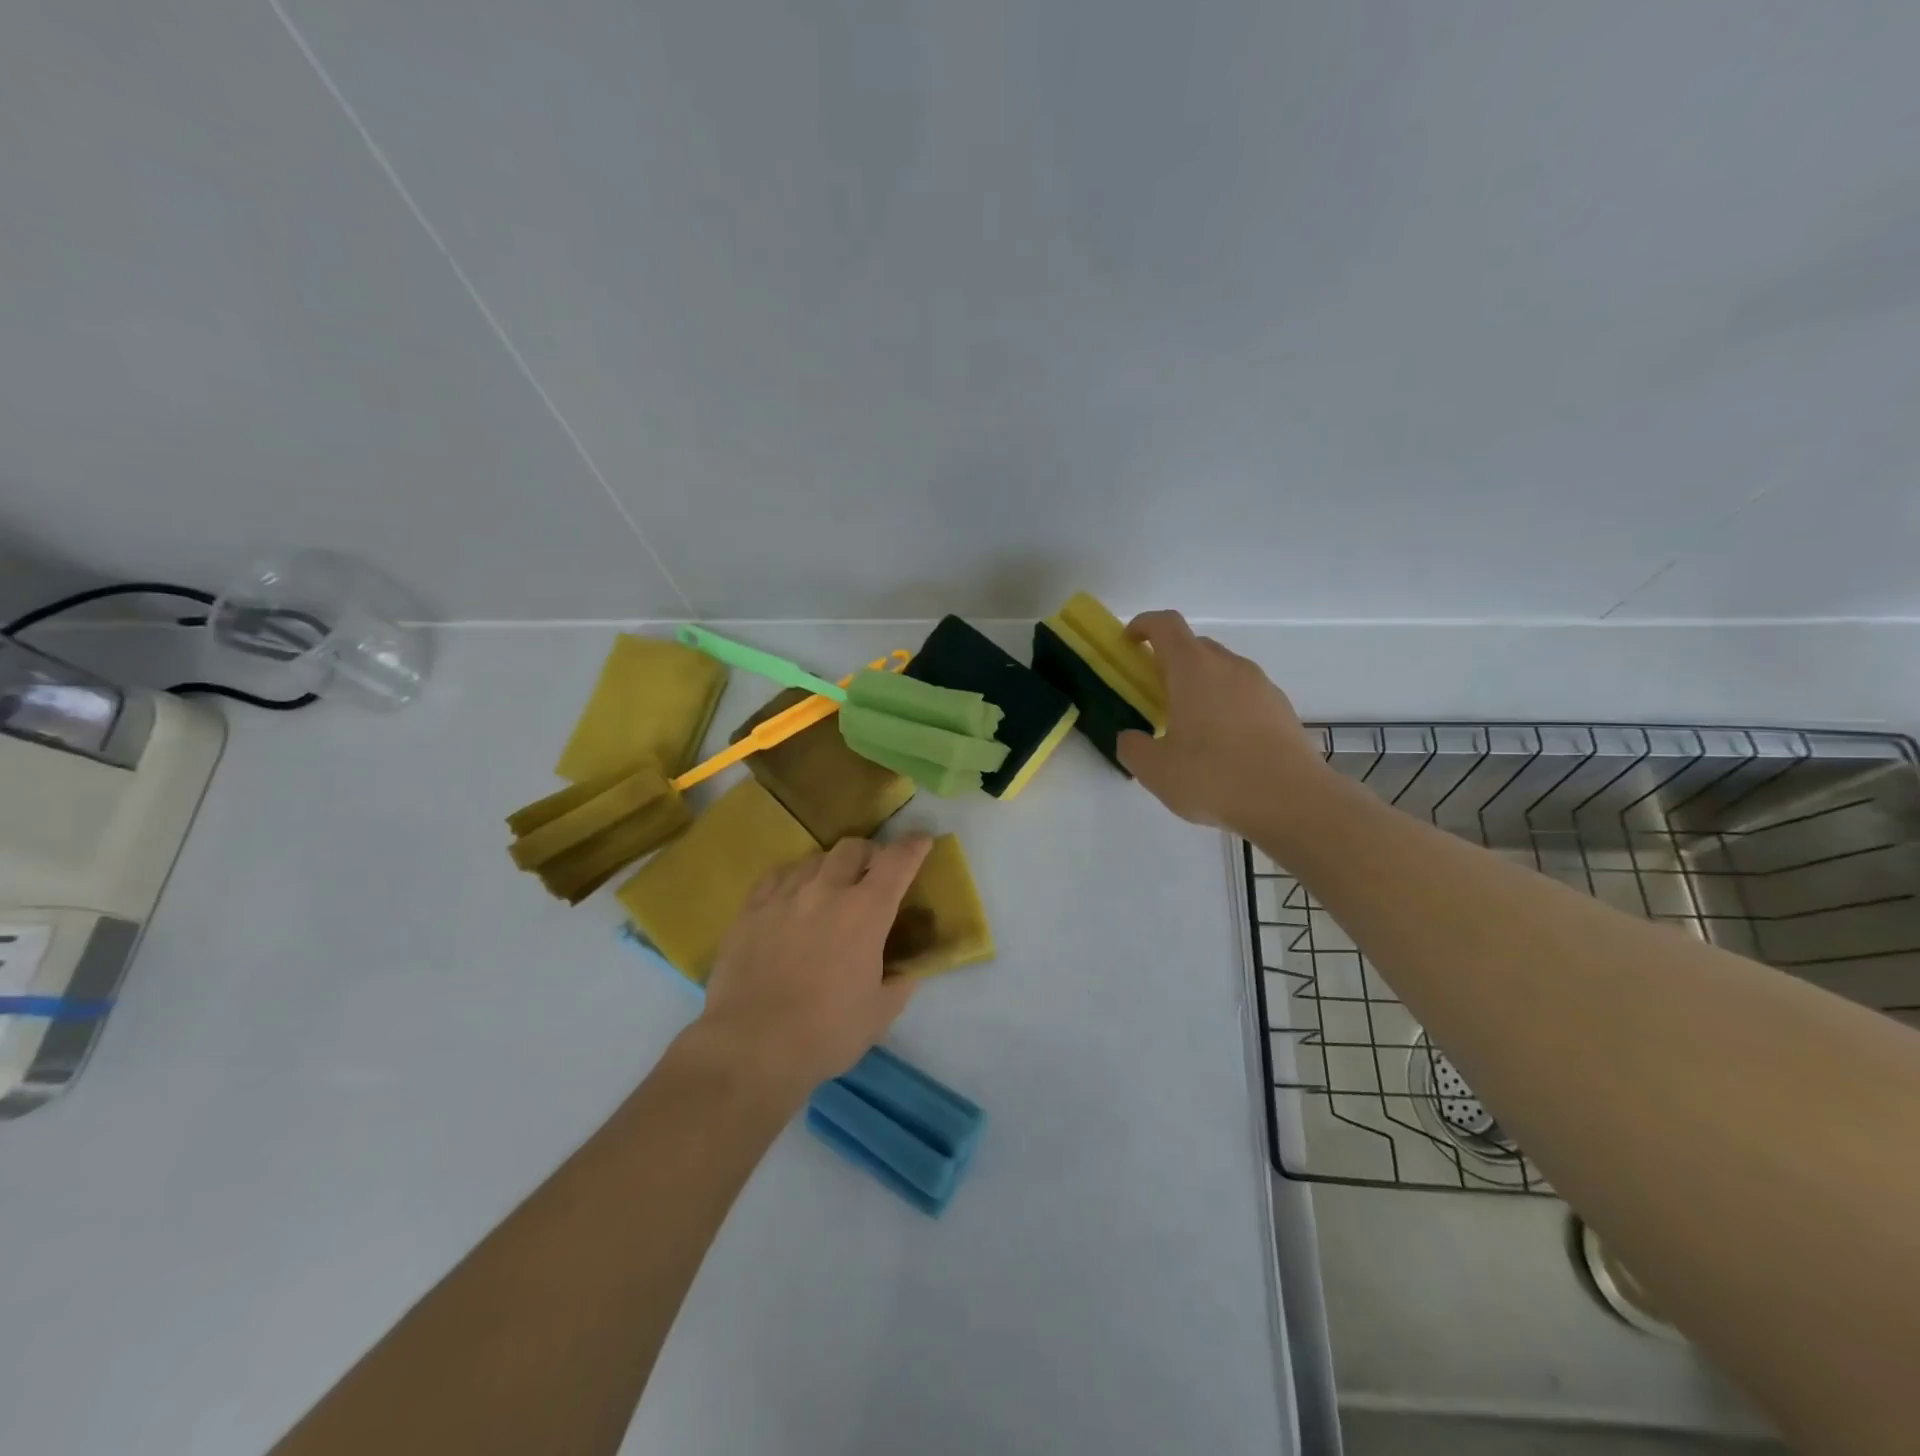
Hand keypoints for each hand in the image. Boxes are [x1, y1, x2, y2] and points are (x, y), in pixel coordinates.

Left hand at [693, 835, 933, 1099]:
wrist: (752, 1046)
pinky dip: (793, 878)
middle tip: (871, 872)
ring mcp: (784, 896)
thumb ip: (898, 984)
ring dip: (830, 866)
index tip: (921, 842)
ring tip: (829, 887)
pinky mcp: (750, 909)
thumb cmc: (826, 1032)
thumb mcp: (879, 1014)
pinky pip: (777, 875)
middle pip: (852, 848)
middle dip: (869, 854)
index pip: (897, 861)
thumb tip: (903, 973)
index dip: (913, 847)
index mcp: (866, 912)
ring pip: (813, 858)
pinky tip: (791, 895)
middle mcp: (826, 890)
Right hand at [1117, 610, 1326, 834]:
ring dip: (1200, 686)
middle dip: (1169, 662)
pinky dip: (1226, 706)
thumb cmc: (1214, 777)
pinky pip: (1244, 694)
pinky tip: (1223, 747)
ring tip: (1190, 728)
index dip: (1143, 625)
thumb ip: (1132, 747)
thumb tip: (1131, 737)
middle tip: (1154, 696)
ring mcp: (1261, 685)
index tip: (1129, 644)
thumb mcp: (1155, 770)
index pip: (1165, 624)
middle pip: (1194, 646)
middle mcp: (1229, 666)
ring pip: (1222, 671)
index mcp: (1193, 669)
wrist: (1293, 802)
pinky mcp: (1282, 709)